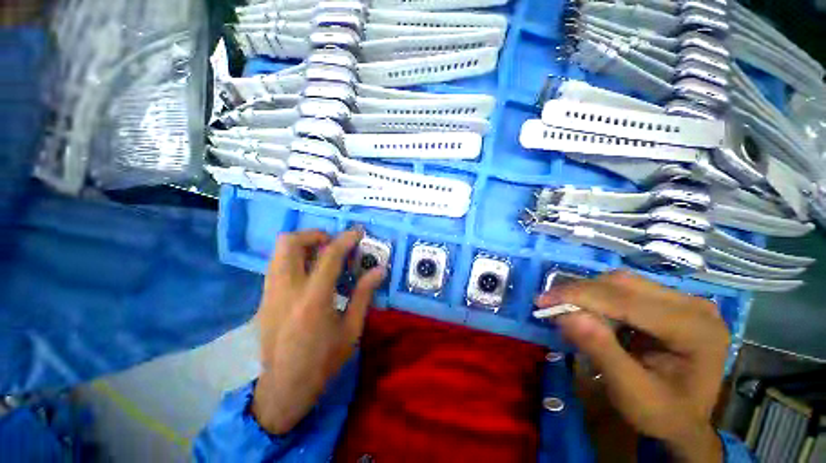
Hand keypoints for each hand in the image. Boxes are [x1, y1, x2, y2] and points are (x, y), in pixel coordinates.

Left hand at [252, 229, 385, 434]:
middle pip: (289, 243)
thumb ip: (364, 294)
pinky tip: (310, 274)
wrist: (285, 388)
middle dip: (313, 235)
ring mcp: (270, 294)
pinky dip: (294, 259)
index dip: (345, 239)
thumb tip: (379, 270)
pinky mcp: (263, 300)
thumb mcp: (352, 329)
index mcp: (313, 299)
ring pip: (278, 252)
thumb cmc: (324, 361)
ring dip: (302, 245)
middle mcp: (286, 290)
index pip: (329, 256)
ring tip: (322, 255)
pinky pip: (277, 266)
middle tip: (332, 242)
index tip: (357, 232)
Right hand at [536, 271, 728, 462]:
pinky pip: (624, 289)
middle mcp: (694, 306)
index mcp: (695, 330)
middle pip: (624, 284)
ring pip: (621, 282)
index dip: (579, 296)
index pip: (627, 301)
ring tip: (567, 312)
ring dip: (587, 294)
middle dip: (580, 293)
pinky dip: (598, 299)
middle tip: (549, 305)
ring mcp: (684, 300)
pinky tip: (588, 314)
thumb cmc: (663, 414)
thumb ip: (602, 353)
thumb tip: (566, 316)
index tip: (542, 301)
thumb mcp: (631, 393)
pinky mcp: (669, 301)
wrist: (685, 421)